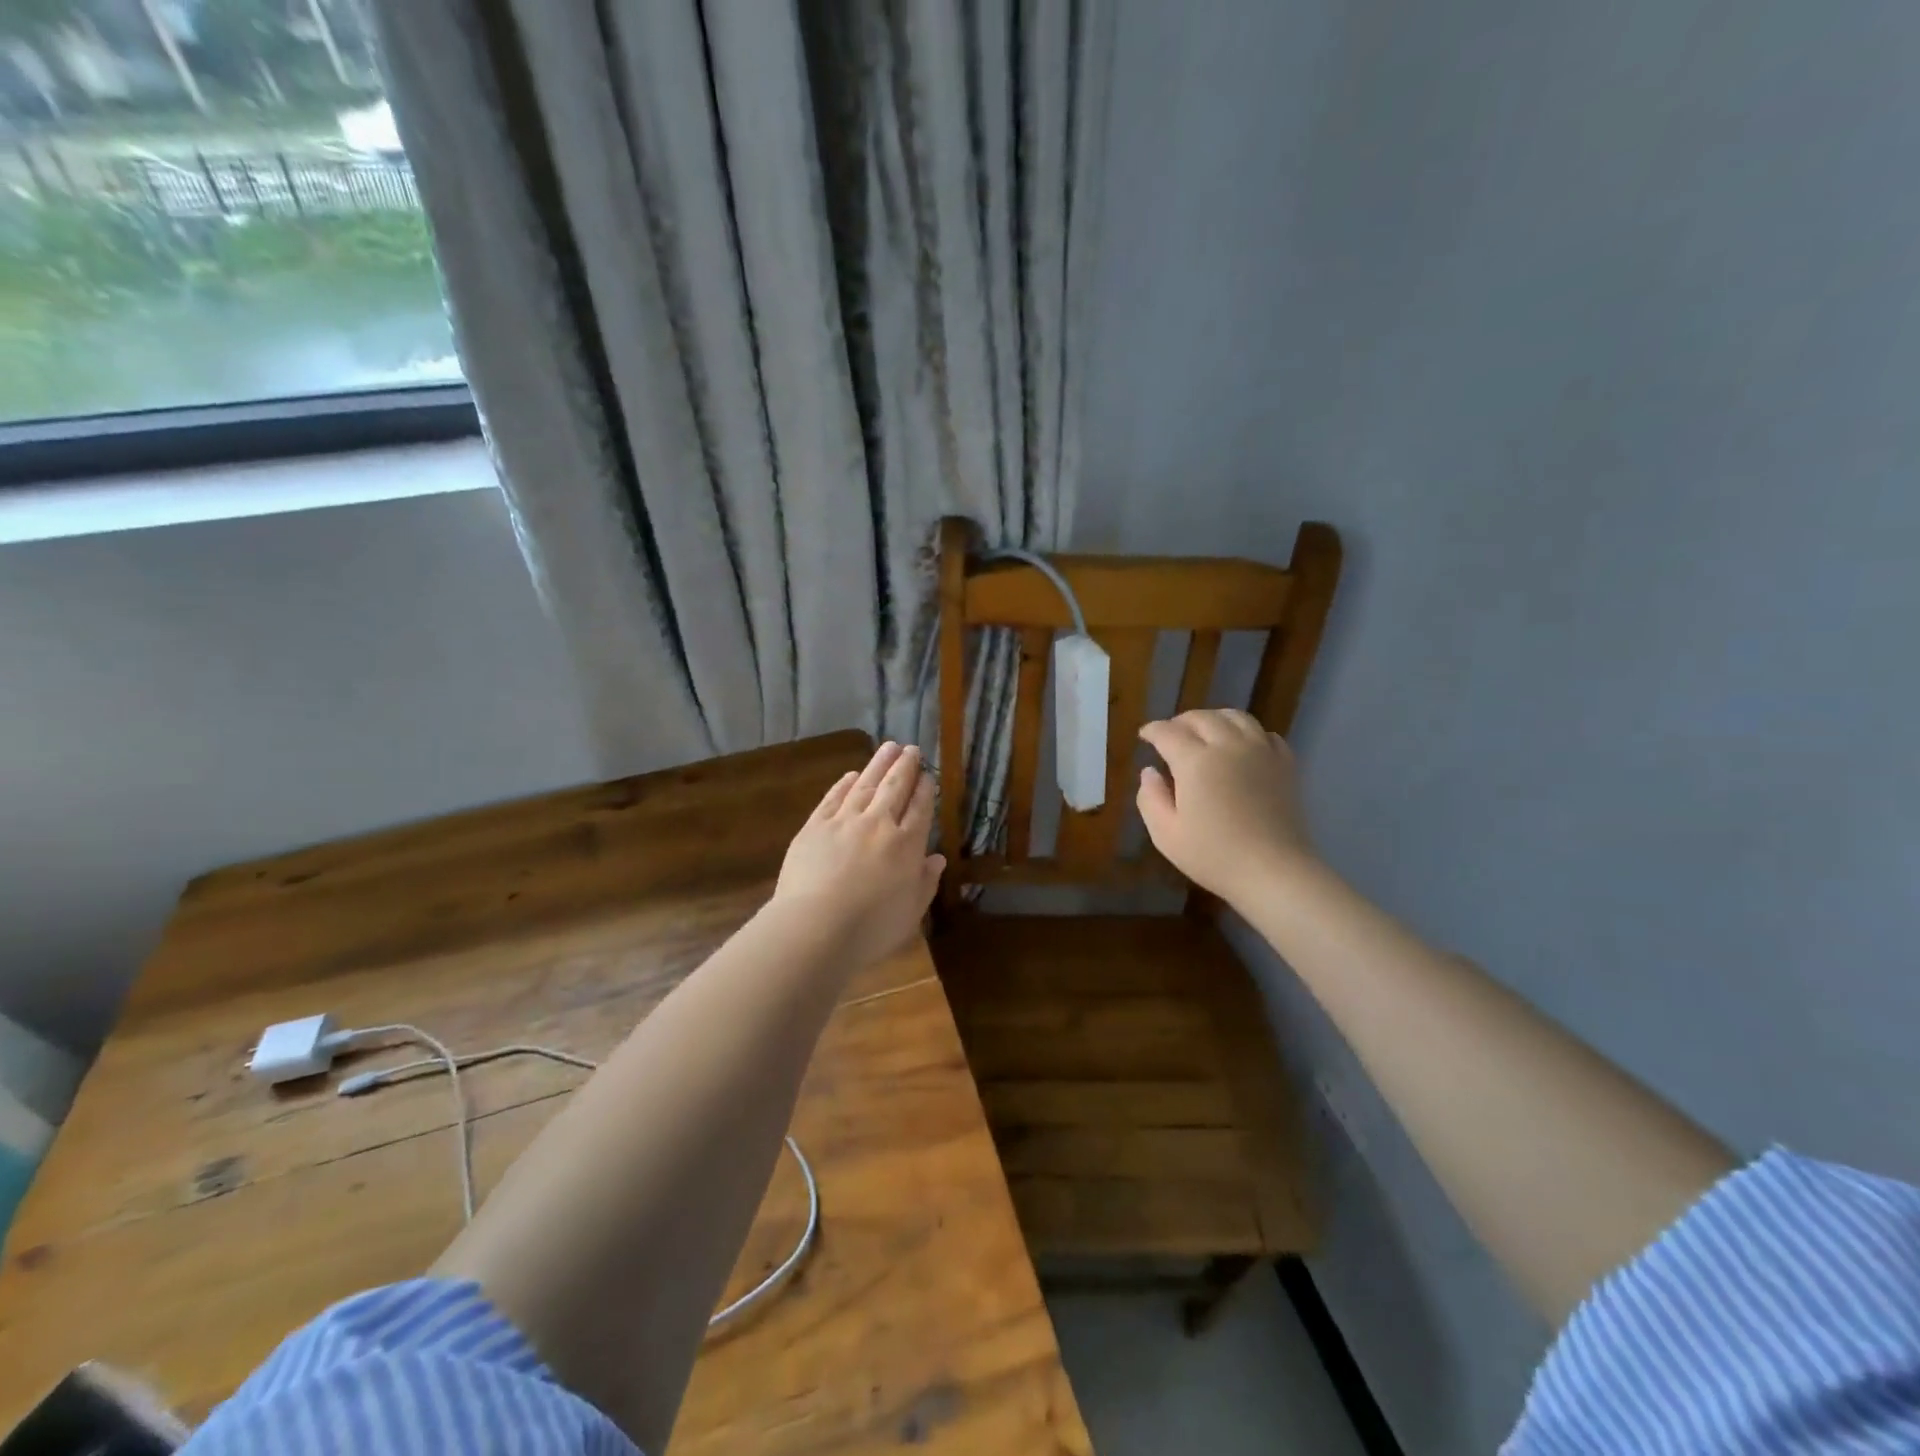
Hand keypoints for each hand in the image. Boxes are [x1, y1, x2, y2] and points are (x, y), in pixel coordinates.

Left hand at [772, 742, 944, 965]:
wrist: (815, 927)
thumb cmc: (871, 928)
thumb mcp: (911, 912)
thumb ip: (925, 882)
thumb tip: (936, 858)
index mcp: (907, 844)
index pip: (920, 809)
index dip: (925, 791)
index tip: (928, 776)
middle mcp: (878, 824)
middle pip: (895, 788)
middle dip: (905, 767)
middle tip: (911, 749)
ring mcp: (844, 821)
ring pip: (865, 785)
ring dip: (878, 764)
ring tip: (889, 746)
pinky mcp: (814, 827)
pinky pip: (833, 798)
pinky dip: (844, 784)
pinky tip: (851, 775)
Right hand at [1137, 710, 1317, 905]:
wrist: (1274, 871)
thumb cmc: (1213, 855)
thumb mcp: (1165, 834)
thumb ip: (1150, 798)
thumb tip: (1149, 772)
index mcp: (1195, 761)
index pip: (1168, 732)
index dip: (1153, 730)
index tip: (1144, 736)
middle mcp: (1228, 746)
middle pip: (1202, 718)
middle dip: (1181, 721)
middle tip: (1171, 734)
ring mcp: (1261, 751)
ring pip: (1236, 717)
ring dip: (1214, 719)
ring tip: (1205, 733)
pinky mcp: (1284, 764)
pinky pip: (1265, 733)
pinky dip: (1248, 732)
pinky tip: (1242, 747)